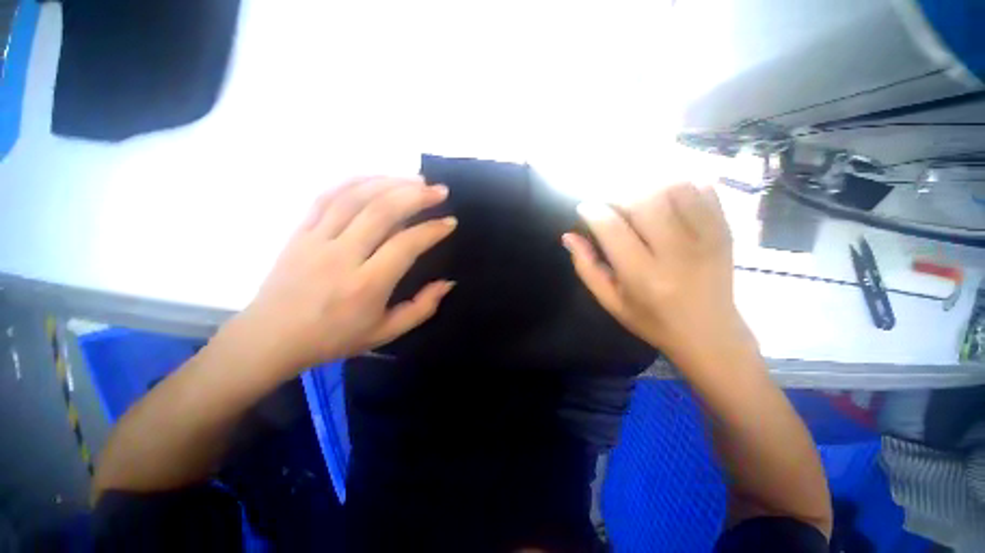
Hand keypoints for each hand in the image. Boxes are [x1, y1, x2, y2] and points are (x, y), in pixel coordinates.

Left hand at [228, 176, 456, 376]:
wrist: (271, 338)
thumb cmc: (334, 338)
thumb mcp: (386, 333)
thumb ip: (422, 308)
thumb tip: (447, 282)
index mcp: (366, 286)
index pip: (406, 245)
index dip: (432, 230)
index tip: (449, 222)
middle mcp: (342, 256)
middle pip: (382, 211)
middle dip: (416, 196)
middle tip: (439, 191)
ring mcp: (316, 240)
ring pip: (356, 197)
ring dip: (389, 182)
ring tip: (415, 179)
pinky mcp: (299, 231)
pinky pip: (327, 196)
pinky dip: (355, 182)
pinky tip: (376, 178)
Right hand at [563, 182, 753, 366]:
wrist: (710, 334)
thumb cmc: (652, 321)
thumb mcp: (610, 301)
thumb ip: (587, 267)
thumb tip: (569, 236)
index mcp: (643, 276)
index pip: (612, 228)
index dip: (592, 211)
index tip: (585, 209)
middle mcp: (676, 253)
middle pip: (643, 200)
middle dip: (618, 196)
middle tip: (610, 206)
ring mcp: (706, 238)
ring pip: (673, 188)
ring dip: (647, 186)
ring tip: (636, 201)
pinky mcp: (725, 230)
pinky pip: (703, 189)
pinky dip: (680, 184)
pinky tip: (666, 197)